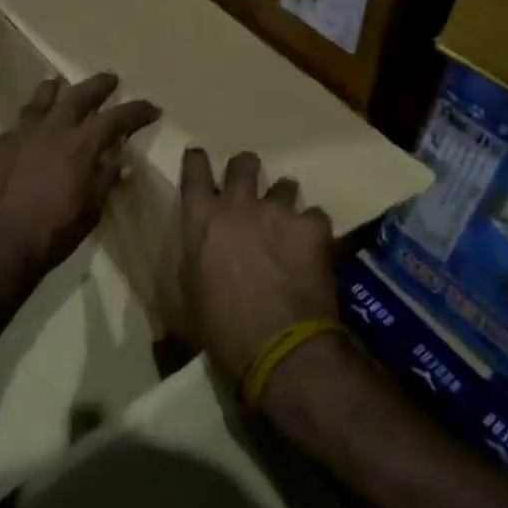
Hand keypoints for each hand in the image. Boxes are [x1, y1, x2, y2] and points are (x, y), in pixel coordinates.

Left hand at [0, 72, 160, 284]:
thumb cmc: (52, 232)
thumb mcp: (90, 211)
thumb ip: (105, 181)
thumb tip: (120, 163)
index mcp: (80, 145)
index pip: (116, 118)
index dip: (136, 111)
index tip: (151, 108)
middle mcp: (52, 129)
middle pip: (78, 95)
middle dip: (98, 85)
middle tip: (110, 79)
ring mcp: (21, 133)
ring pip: (41, 99)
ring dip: (55, 89)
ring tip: (59, 83)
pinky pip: (19, 124)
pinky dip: (31, 122)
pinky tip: (30, 130)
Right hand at [180, 148, 338, 380]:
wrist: (279, 348)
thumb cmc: (222, 328)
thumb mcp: (192, 290)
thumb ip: (198, 255)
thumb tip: (206, 250)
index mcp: (201, 219)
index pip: (194, 169)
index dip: (197, 160)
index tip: (200, 159)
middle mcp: (237, 204)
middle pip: (243, 163)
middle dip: (247, 169)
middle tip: (252, 186)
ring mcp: (277, 211)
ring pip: (285, 185)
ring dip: (285, 201)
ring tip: (289, 224)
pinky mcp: (312, 227)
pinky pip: (316, 216)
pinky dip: (313, 230)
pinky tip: (315, 250)